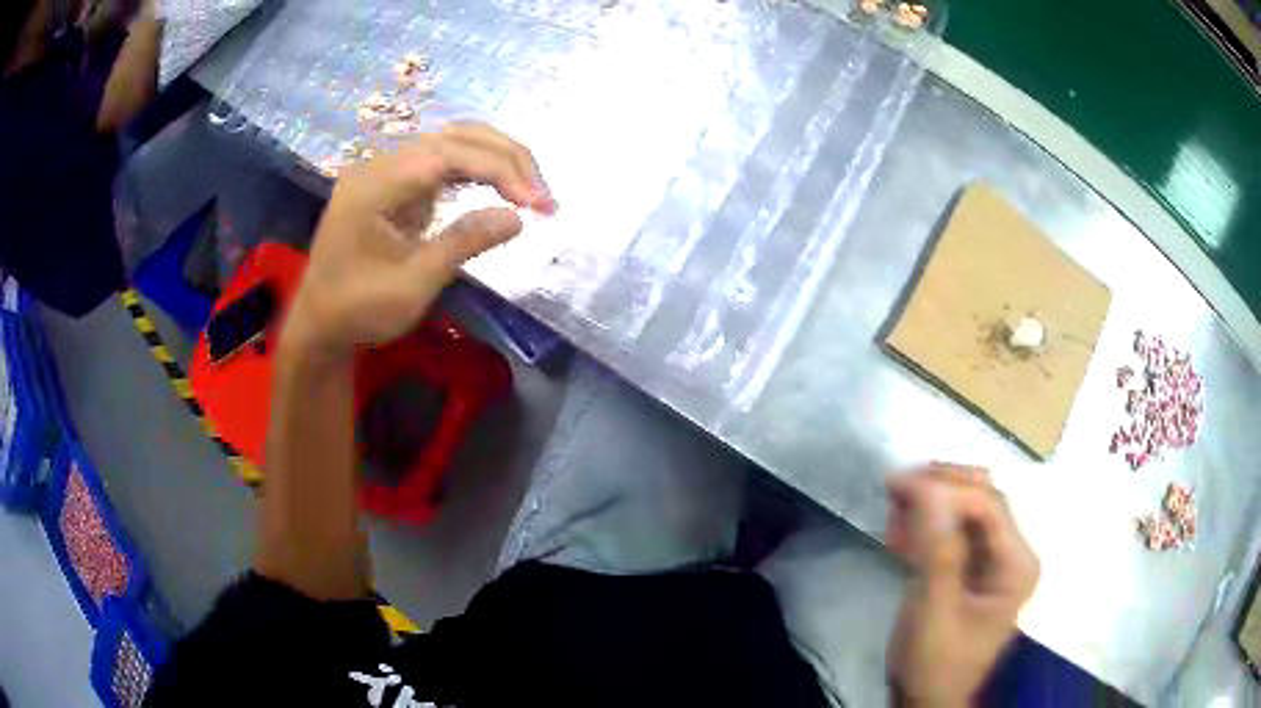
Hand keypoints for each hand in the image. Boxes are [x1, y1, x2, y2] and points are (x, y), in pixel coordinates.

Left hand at [282, 123, 552, 359]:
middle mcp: (379, 164)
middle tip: (543, 194)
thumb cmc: (359, 311)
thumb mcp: (413, 284)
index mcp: (375, 185)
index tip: (537, 203)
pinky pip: (442, 161)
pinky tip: (500, 187)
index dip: (499, 170)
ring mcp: (385, 170)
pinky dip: (477, 169)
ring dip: (495, 158)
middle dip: (506, 158)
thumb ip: (464, 243)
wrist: (319, 323)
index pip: (448, 155)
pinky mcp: (395, 182)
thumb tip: (519, 217)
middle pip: (454, 136)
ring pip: (451, 141)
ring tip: (529, 189)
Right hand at [885, 464, 1039, 706]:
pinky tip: (900, 533)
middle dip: (940, 488)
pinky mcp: (973, 571)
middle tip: (896, 486)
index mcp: (1016, 564)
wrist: (926, 701)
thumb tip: (929, 489)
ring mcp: (995, 562)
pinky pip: (954, 534)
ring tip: (894, 507)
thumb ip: (937, 551)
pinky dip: (927, 528)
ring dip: (931, 505)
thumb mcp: (935, 610)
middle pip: (982, 500)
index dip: (944, 488)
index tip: (897, 484)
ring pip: (967, 512)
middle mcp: (1013, 555)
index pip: (987, 505)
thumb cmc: (935, 663)